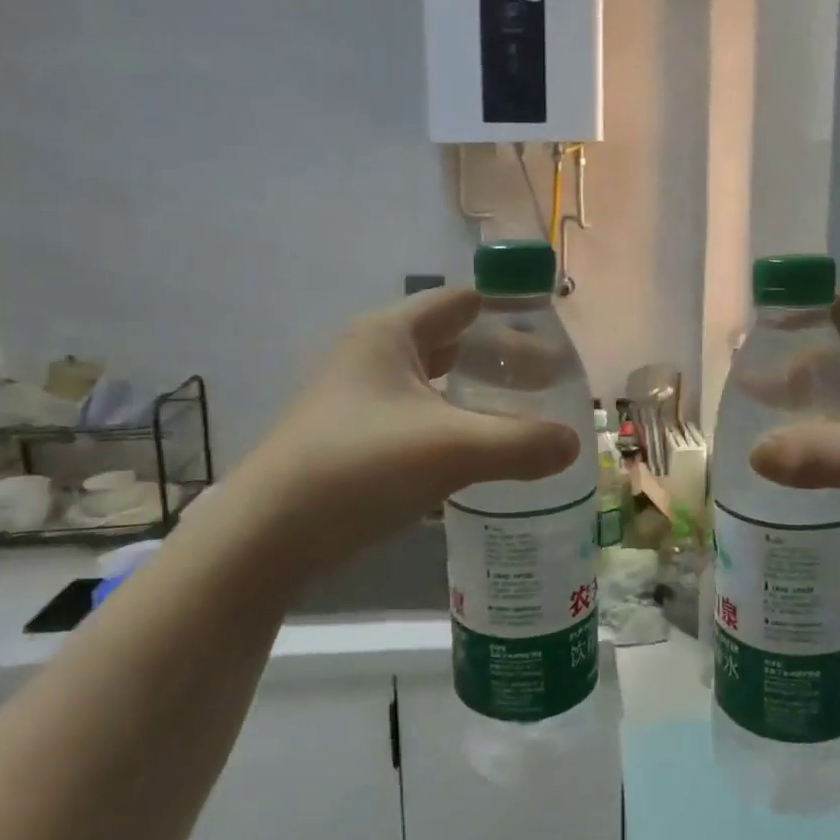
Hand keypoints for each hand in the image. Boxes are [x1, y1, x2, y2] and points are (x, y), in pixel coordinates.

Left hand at [247, 288, 580, 573]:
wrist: (266, 537)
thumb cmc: (359, 468)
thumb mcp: (451, 451)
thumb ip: (521, 444)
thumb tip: (573, 444)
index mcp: (388, 334)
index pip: (461, 302)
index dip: (508, 310)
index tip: (552, 332)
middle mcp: (369, 355)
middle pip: (448, 340)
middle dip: (497, 357)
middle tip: (546, 381)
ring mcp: (354, 397)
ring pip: (429, 381)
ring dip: (472, 392)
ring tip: (518, 413)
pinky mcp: (349, 436)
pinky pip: (413, 415)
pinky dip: (448, 422)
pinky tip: (472, 450)